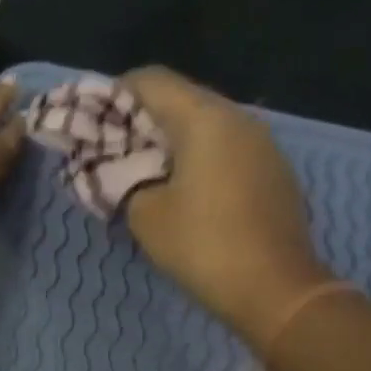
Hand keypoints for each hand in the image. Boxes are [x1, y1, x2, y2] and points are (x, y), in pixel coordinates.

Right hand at [120, 66, 331, 345]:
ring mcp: (263, 144)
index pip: (150, 80)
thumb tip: (117, 169)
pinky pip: (228, 149)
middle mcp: (238, 118)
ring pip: (207, 125)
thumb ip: (122, 180)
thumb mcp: (146, 214)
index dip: (114, 95)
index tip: (93, 124)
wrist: (277, 290)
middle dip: (143, 120)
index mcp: (204, 118)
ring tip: (146, 174)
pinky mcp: (275, 171)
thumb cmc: (204, 246)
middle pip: (181, 99)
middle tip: (114, 152)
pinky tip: (186, 191)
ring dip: (172, 142)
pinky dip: (200, 158)